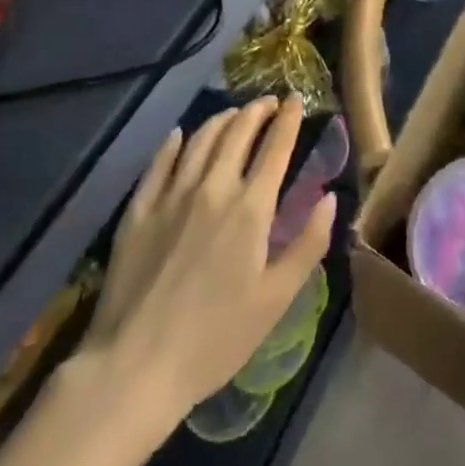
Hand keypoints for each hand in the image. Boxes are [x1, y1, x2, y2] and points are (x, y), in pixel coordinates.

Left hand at [80, 97, 335, 417]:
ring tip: (233, 114)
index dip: (288, 120)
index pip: (275, 147)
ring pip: (200, 139)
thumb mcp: (276, 299)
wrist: (135, 366)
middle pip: (237, 133)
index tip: (296, 99)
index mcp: (251, 208)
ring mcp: (172, 195)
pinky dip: (174, 142)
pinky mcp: (139, 210)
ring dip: (221, 119)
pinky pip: (160, 162)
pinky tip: (180, 135)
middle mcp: (213, 188)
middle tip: (268, 101)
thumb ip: (308, 244)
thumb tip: (329, 197)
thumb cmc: (215, 339)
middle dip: (257, 111)